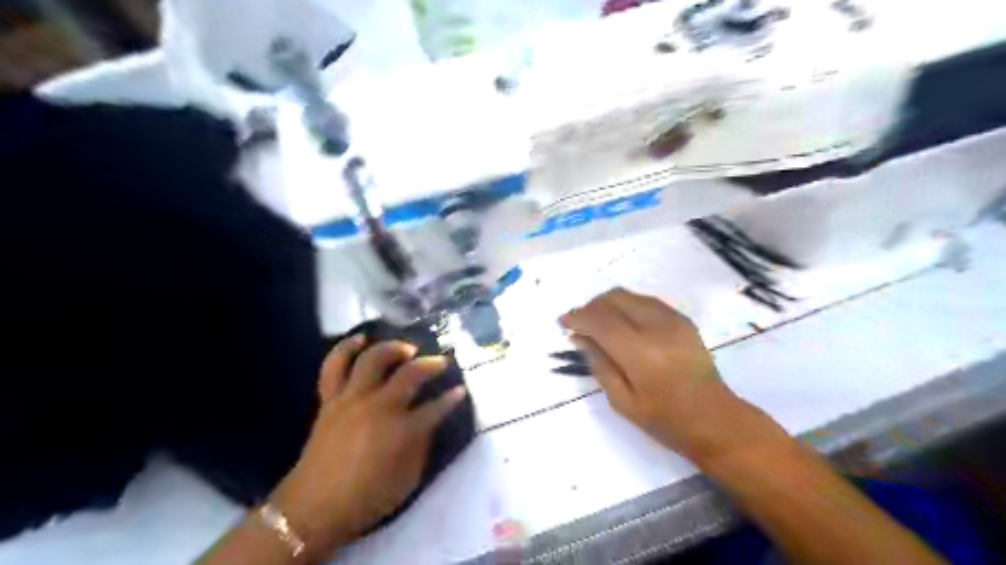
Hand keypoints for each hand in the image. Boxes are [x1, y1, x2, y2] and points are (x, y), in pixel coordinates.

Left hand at [270, 338, 470, 558]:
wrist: (312, 509)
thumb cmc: (366, 498)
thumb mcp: (407, 480)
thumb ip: (421, 446)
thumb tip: (428, 423)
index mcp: (401, 431)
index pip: (436, 408)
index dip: (451, 399)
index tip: (461, 391)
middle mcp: (379, 407)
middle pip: (409, 373)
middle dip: (431, 364)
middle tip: (441, 362)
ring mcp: (352, 399)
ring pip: (372, 359)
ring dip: (393, 348)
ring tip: (406, 349)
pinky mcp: (331, 399)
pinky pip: (334, 365)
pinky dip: (346, 348)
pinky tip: (360, 339)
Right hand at [563, 288, 766, 460]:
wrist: (716, 420)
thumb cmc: (665, 420)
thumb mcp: (622, 400)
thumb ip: (599, 364)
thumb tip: (580, 338)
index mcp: (640, 353)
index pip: (600, 320)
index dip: (578, 317)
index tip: (563, 322)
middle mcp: (657, 327)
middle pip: (614, 298)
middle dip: (591, 307)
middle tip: (580, 324)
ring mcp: (673, 320)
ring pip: (630, 296)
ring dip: (608, 304)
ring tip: (599, 324)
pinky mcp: (683, 320)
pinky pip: (646, 301)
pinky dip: (627, 306)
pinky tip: (622, 325)